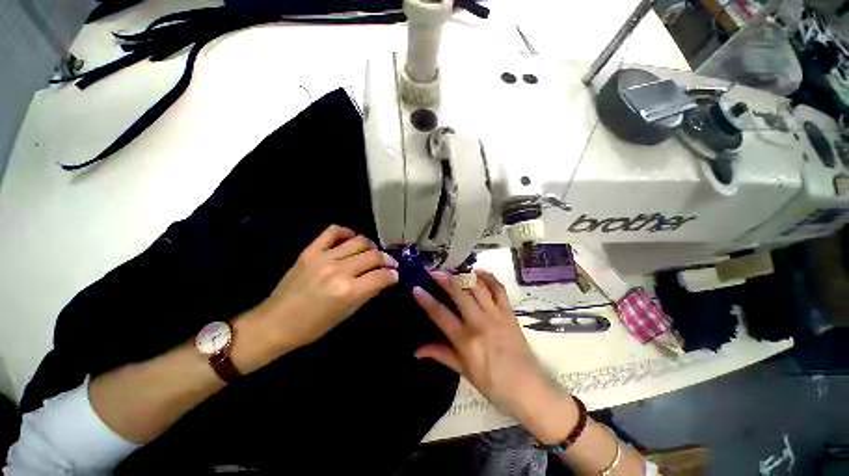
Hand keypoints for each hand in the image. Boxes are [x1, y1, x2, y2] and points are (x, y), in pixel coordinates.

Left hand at [233, 225, 398, 371]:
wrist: (275, 323)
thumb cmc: (314, 327)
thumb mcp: (347, 314)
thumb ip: (368, 293)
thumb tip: (384, 279)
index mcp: (349, 291)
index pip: (382, 276)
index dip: (393, 275)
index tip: (395, 275)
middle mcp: (339, 270)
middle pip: (373, 255)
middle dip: (387, 259)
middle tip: (389, 264)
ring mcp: (324, 257)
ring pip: (359, 241)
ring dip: (371, 246)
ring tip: (372, 252)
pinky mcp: (310, 251)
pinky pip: (333, 231)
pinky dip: (346, 232)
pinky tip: (352, 239)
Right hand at [412, 271, 577, 442]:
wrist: (529, 389)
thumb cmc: (493, 385)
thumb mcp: (464, 372)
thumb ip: (441, 354)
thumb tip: (416, 351)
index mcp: (466, 340)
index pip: (441, 314)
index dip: (426, 300)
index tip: (416, 288)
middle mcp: (480, 322)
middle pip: (459, 293)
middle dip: (444, 279)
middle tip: (433, 271)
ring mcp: (496, 315)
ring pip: (477, 287)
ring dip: (463, 275)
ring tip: (453, 270)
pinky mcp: (509, 312)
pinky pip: (499, 289)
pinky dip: (489, 277)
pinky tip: (478, 271)